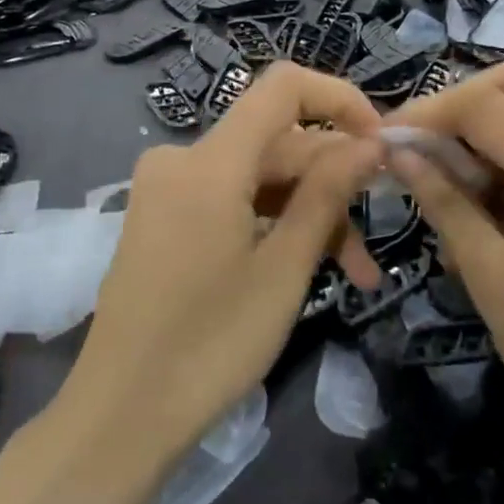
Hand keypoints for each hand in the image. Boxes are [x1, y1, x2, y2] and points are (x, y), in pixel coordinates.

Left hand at [62, 64, 382, 468]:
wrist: (121, 416)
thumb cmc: (210, 345)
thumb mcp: (284, 268)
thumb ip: (327, 194)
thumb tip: (369, 143)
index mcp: (209, 162)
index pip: (284, 88)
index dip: (341, 100)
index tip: (381, 144)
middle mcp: (182, 159)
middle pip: (277, 142)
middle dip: (332, 183)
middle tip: (376, 238)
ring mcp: (168, 189)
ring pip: (259, 177)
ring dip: (308, 213)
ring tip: (353, 271)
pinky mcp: (164, 217)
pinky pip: (232, 198)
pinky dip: (272, 222)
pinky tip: (305, 264)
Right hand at [385, 60, 503, 476]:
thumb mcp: (491, 277)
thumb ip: (444, 201)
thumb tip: (399, 152)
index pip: (482, 103)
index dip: (426, 113)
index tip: (387, 141)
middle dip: (461, 103)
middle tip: (423, 150)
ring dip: (494, 122)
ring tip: (459, 179)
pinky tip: (503, 192)